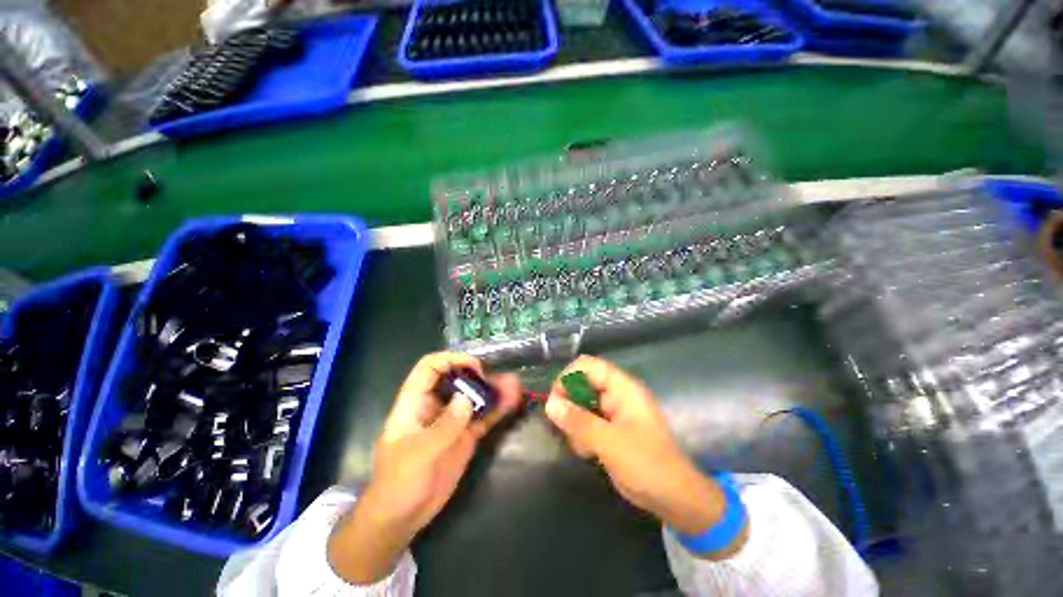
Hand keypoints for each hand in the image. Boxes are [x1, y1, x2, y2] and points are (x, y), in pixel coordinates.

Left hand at [328, 352, 520, 582]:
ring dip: (494, 390)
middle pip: (458, 379)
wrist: (402, 517)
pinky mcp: (465, 435)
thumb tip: (467, 398)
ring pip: (474, 397)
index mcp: (415, 402)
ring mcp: (453, 420)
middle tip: (501, 379)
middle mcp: (436, 405)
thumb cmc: (400, 482)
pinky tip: (512, 402)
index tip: (475, 367)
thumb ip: (445, 424)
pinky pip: (483, 417)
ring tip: (515, 386)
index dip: (452, 360)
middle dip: (480, 375)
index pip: (430, 367)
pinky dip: (497, 409)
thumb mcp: (419, 453)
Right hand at [544, 355, 746, 557]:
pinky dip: (581, 434)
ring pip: (581, 404)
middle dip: (570, 405)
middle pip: (581, 384)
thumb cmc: (647, 465)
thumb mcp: (609, 442)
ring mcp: (613, 412)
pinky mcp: (610, 429)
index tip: (555, 400)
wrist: (674, 499)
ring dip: (575, 423)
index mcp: (623, 388)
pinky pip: (586, 421)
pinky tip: (588, 453)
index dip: (568, 376)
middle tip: (566, 428)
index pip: (588, 365)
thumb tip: (549, 403)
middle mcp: (617, 394)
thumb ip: (578, 421)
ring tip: (583, 446)